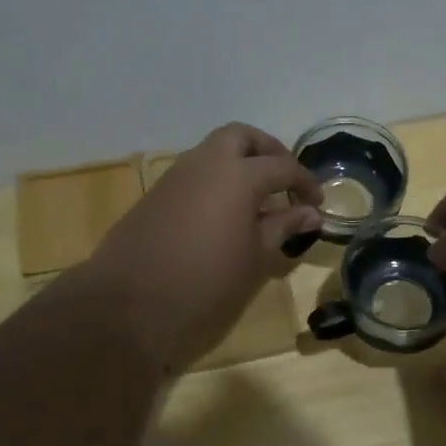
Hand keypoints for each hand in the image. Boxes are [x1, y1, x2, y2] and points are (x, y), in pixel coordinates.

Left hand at [83, 124, 321, 369]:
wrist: (128, 307)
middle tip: (284, 182)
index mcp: (237, 175)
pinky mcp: (154, 197)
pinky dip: (215, 184)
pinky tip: (224, 217)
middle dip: (267, 152)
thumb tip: (309, 213)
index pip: (282, 166)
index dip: (305, 182)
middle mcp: (204, 164)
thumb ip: (283, 227)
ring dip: (238, 166)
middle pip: (241, 137)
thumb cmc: (206, 285)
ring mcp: (174, 178)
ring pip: (212, 153)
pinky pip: (193, 176)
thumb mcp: (255, 259)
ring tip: (257, 203)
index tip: (317, 204)